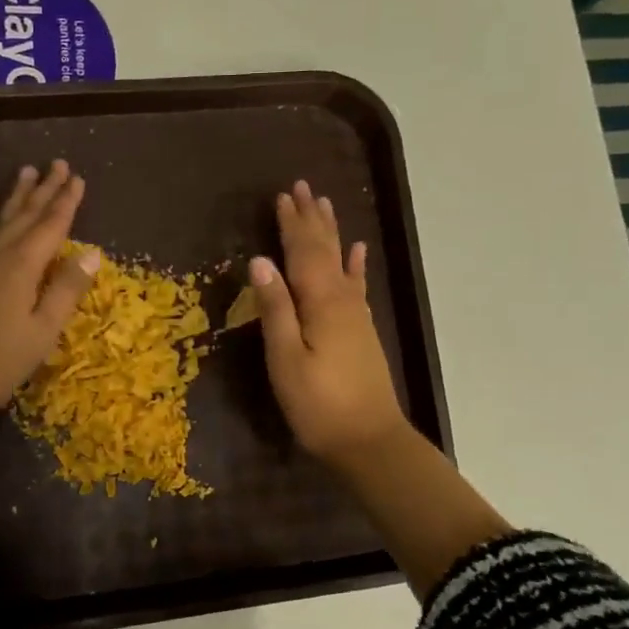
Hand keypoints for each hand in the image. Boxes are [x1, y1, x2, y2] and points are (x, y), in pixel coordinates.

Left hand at [0, 160, 101, 425]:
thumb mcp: (42, 331)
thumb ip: (66, 289)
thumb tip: (92, 252)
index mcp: (23, 266)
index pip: (52, 225)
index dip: (67, 202)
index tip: (79, 178)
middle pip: (26, 214)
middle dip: (45, 189)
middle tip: (58, 163)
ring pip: (0, 218)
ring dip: (15, 195)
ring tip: (26, 170)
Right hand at [249, 180, 408, 470]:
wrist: (369, 441)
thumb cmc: (319, 404)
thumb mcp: (285, 359)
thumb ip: (274, 309)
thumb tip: (259, 261)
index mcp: (320, 302)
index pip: (302, 252)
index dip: (291, 224)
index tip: (282, 195)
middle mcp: (341, 299)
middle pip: (324, 250)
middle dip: (311, 219)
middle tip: (302, 187)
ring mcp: (355, 314)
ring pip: (341, 261)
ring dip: (331, 232)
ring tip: (325, 205)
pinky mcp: (360, 330)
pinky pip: (356, 285)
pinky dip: (356, 264)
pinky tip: (358, 251)